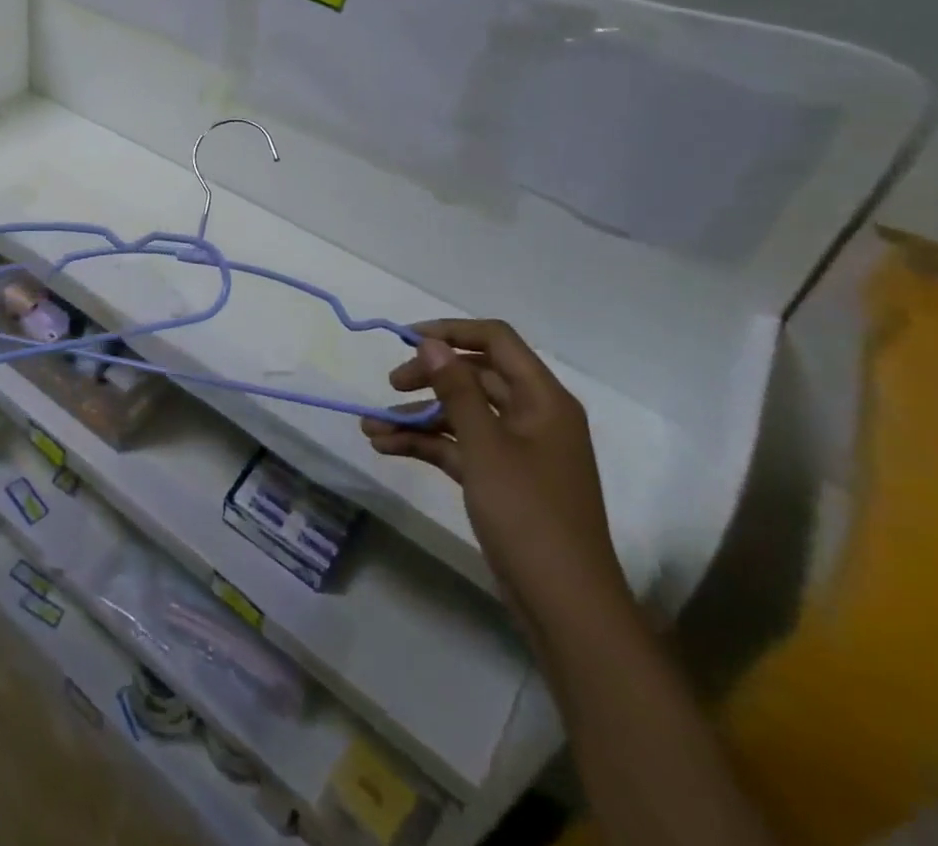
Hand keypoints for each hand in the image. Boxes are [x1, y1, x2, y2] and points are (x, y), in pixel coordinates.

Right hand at [361, 319, 628, 627]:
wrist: (565, 605)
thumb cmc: (529, 514)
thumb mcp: (485, 446)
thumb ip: (455, 389)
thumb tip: (431, 342)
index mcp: (543, 399)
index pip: (496, 341)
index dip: (451, 332)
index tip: (405, 339)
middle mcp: (532, 416)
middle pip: (474, 376)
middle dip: (428, 378)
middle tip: (390, 385)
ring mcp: (517, 449)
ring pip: (461, 414)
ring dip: (417, 417)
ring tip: (372, 428)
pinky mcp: (502, 478)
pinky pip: (459, 446)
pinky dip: (426, 444)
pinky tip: (387, 448)